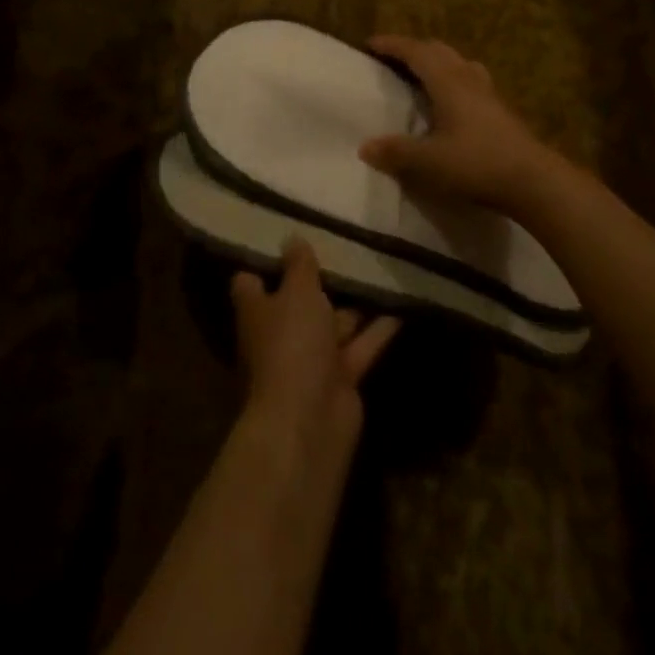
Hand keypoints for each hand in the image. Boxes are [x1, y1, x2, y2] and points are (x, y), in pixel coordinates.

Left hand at [231, 240, 399, 458]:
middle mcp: (281, 334)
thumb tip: (292, 239)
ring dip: (356, 302)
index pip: (251, 281)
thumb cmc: (291, 344)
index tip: (287, 235)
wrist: (309, 420)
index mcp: (257, 312)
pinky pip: (361, 344)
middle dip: (321, 278)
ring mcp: (311, 358)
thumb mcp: (296, 293)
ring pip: (335, 322)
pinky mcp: (341, 377)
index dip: (266, 260)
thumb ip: (298, 266)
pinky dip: (380, 327)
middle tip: (347, 241)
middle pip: (299, 301)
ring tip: (381, 266)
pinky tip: (403, 302)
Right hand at [358, 35, 567, 214]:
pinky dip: (453, 80)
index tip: (370, 44)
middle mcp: (468, 79)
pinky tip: (451, 103)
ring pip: (459, 63)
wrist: (533, 180)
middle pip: (439, 51)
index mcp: (448, 82)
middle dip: (413, 50)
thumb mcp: (428, 161)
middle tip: (392, 60)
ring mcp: (488, 93)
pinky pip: (471, 81)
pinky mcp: (501, 110)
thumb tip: (365, 146)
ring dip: (437, 62)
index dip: (392, 45)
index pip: (416, 52)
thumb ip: (396, 152)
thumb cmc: (476, 163)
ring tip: (421, 76)